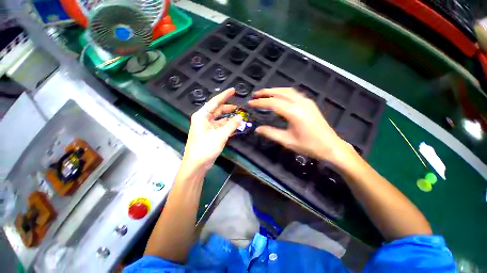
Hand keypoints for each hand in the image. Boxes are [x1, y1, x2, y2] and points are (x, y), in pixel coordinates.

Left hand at [182, 88, 242, 169]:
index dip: (225, 95)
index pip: (215, 102)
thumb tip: (240, 116)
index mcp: (202, 116)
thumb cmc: (205, 148)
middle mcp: (204, 119)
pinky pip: (220, 127)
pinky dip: (227, 126)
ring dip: (229, 118)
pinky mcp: (210, 134)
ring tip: (239, 117)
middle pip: (217, 110)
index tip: (233, 90)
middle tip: (239, 107)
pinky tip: (235, 127)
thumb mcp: (220, 135)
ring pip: (220, 119)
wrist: (197, 164)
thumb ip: (231, 125)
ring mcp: (207, 127)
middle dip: (228, 107)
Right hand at [248, 88, 353, 164]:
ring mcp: (307, 102)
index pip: (273, 103)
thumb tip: (257, 129)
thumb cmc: (309, 146)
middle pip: (281, 92)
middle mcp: (301, 103)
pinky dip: (283, 93)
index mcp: (294, 112)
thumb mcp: (287, 141)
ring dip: (275, 90)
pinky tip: (279, 97)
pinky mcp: (310, 104)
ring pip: (288, 91)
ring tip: (265, 94)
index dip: (260, 102)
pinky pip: (294, 94)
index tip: (250, 103)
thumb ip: (271, 133)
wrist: (330, 146)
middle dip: (266, 92)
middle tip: (255, 94)